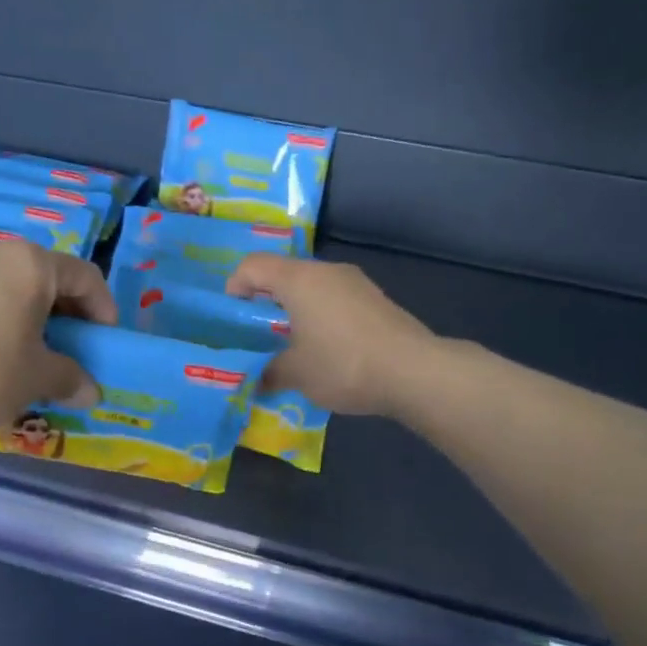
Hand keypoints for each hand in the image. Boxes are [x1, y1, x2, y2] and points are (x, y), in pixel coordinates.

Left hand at [0, 240, 116, 439]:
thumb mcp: (35, 379)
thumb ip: (71, 378)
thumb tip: (91, 391)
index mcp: (30, 264)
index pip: (86, 277)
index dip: (104, 312)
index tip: (106, 347)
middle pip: (49, 280)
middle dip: (69, 319)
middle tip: (73, 356)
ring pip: (14, 291)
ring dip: (34, 323)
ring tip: (34, 362)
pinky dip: (2, 324)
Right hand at [225, 254, 436, 417]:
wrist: (414, 371)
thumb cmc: (343, 364)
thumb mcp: (296, 374)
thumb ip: (268, 372)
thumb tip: (256, 380)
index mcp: (299, 280)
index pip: (253, 265)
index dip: (235, 286)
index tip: (232, 318)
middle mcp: (327, 271)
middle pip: (283, 275)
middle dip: (265, 302)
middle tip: (257, 336)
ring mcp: (355, 283)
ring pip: (312, 288)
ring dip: (295, 311)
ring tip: (291, 346)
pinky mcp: (375, 300)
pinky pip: (334, 300)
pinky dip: (320, 317)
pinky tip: (325, 350)